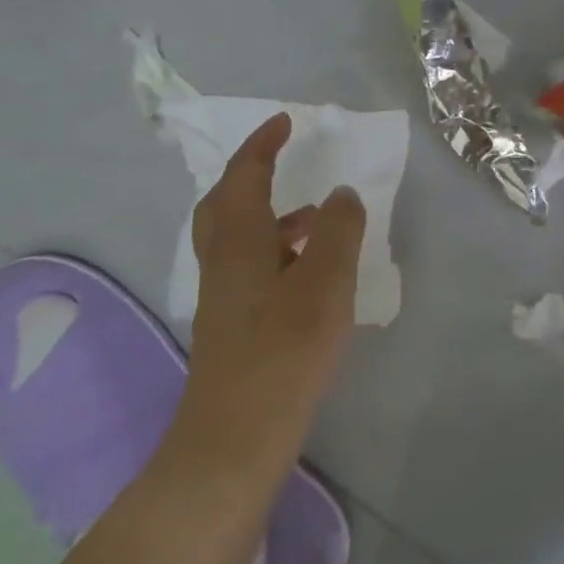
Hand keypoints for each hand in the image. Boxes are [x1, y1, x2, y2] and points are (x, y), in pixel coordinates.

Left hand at [180, 113, 366, 473]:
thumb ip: (337, 230)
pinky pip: (249, 263)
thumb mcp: (325, 283)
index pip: (244, 174)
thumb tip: (340, 193)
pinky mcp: (232, 324)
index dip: (263, 144)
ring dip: (269, 212)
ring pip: (237, 234)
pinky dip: (274, 247)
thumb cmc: (283, 352)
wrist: (234, 441)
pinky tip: (307, 270)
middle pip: (225, 201)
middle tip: (281, 157)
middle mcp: (222, 259)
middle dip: (251, 173)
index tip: (284, 121)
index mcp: (239, 239)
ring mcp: (223, 295)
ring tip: (314, 214)